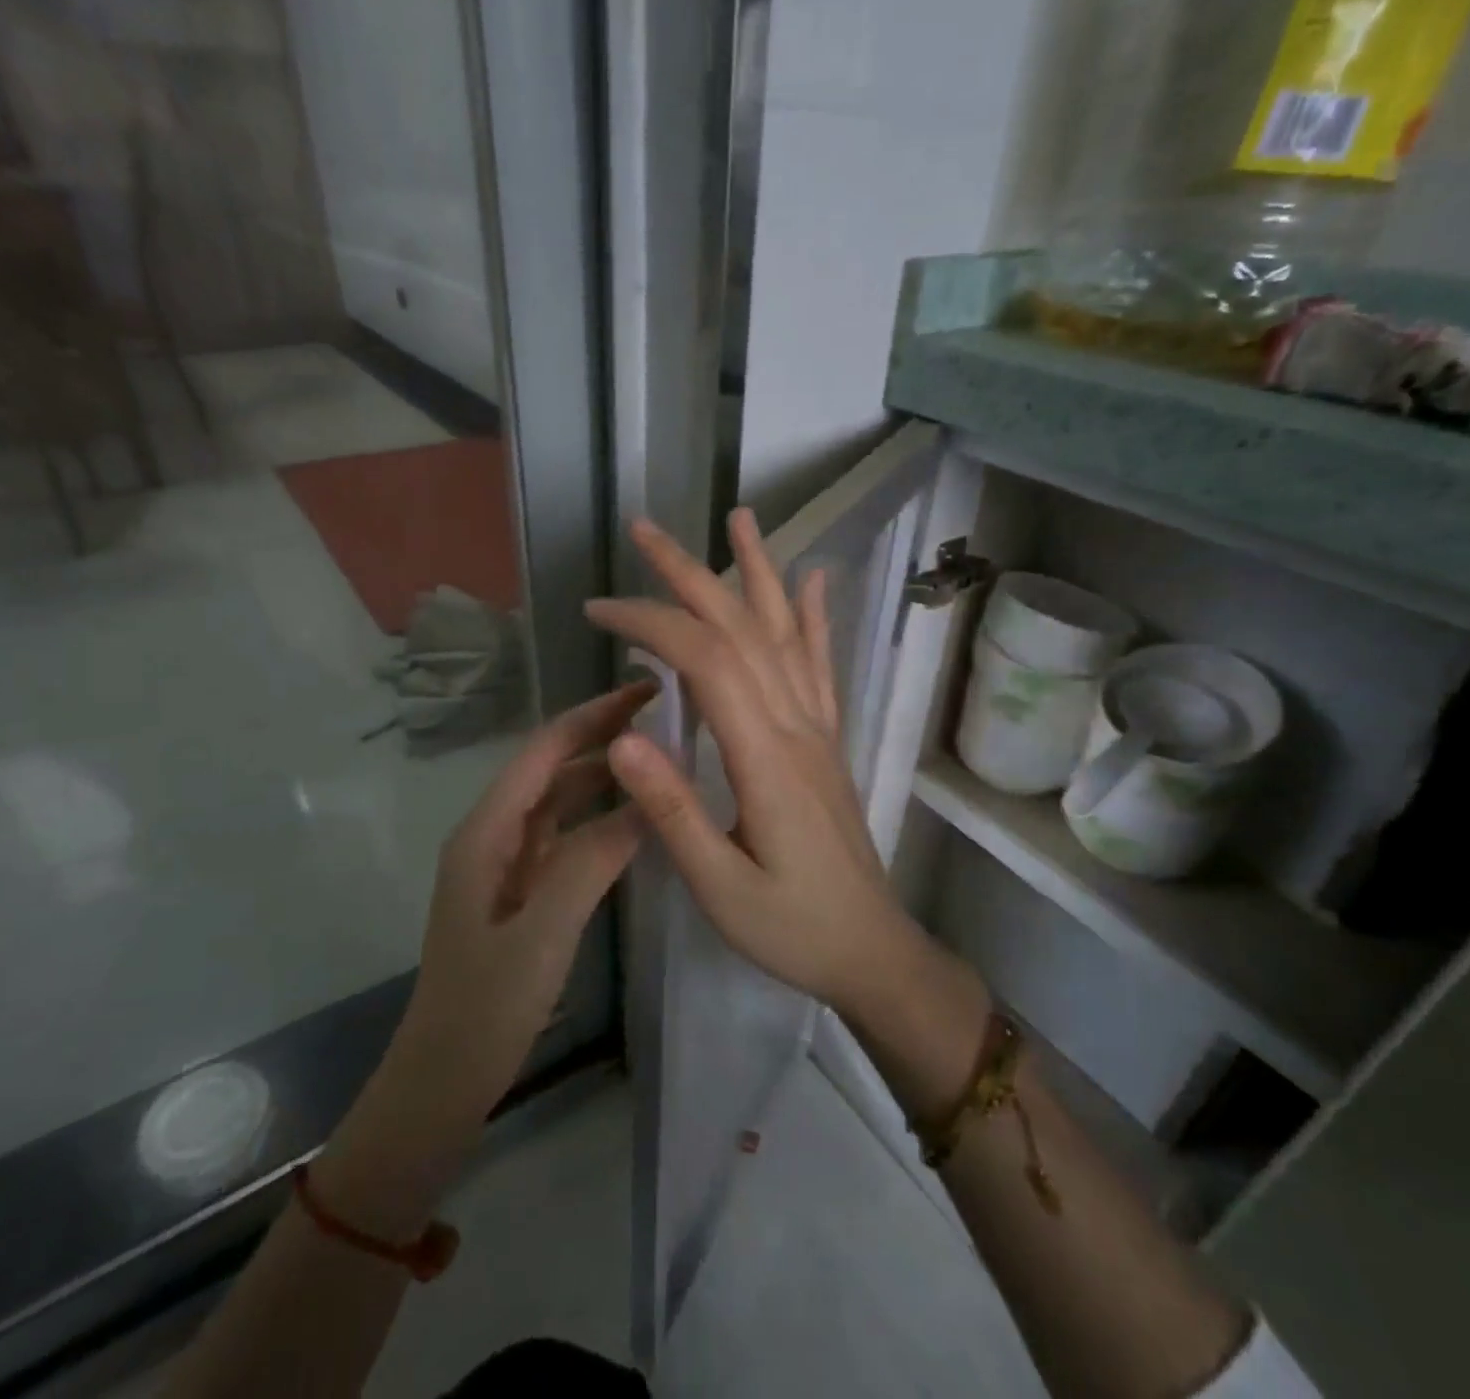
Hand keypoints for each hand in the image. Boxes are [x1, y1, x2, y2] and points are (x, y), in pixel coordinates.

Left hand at [401, 681, 655, 1116]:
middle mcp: (493, 835)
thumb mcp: (542, 932)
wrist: (443, 1081)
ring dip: (604, 777)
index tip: (646, 690)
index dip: (593, 715)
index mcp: (486, 832)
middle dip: (603, 738)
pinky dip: (600, 820)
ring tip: (660, 759)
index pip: (544, 751)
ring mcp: (508, 864)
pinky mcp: (522, 892)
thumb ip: (591, 861)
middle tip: (667, 718)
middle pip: (553, 769)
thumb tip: (645, 801)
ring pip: (561, 803)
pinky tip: (636, 820)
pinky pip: (566, 838)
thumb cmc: (485, 1007)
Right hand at [586, 510, 924, 1013]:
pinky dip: (815, 616)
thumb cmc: (791, 927)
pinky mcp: (826, 740)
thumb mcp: (720, 887)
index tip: (599, 610)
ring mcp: (817, 728)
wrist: (871, 950)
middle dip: (690, 572)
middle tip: (644, 529)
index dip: (650, 622)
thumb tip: (625, 735)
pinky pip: (822, 665)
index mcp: (764, 757)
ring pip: (787, 632)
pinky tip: (813, 579)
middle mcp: (796, 725)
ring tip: (738, 518)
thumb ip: (673, 810)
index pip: (705, 659)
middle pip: (743, 627)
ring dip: (757, 572)